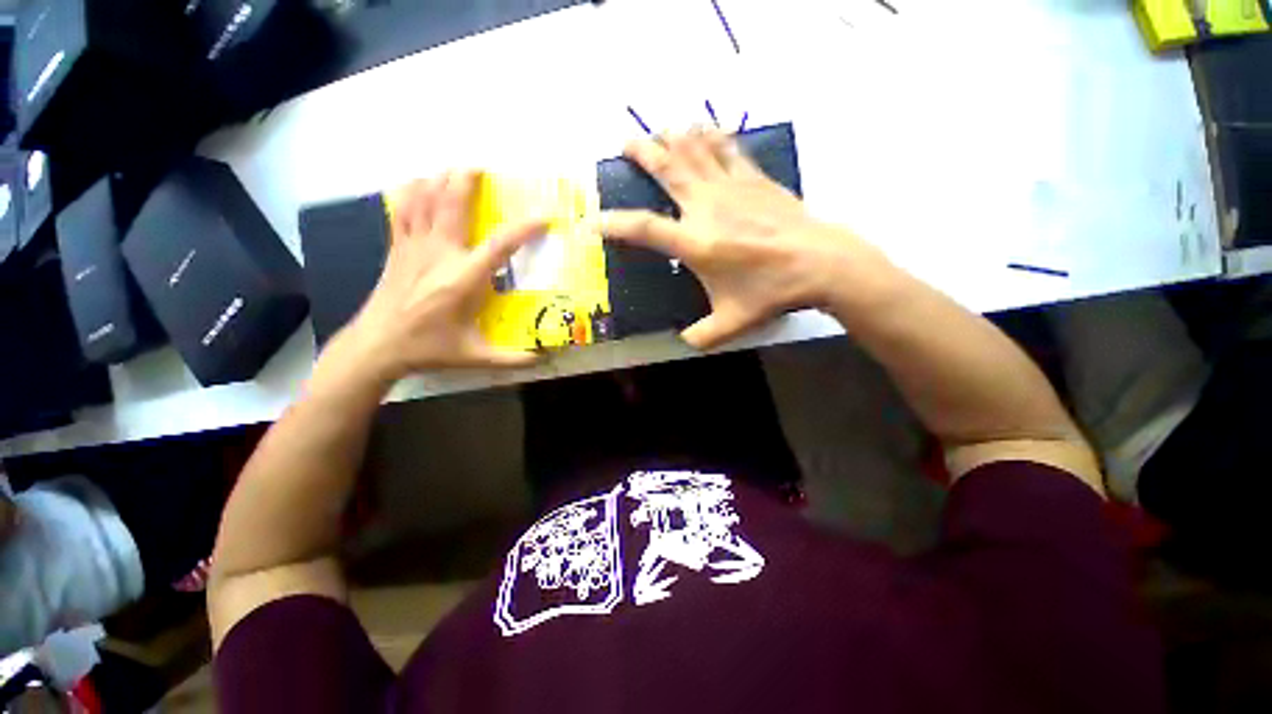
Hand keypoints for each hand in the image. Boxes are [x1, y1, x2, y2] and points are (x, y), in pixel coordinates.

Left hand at [336, 170, 544, 379]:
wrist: (377, 345)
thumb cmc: (430, 348)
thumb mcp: (476, 357)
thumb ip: (513, 358)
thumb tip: (545, 357)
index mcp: (463, 279)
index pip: (499, 246)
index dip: (524, 229)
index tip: (544, 217)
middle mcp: (438, 255)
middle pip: (452, 205)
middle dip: (467, 181)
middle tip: (482, 168)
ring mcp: (413, 247)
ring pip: (424, 200)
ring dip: (439, 180)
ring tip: (454, 169)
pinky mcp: (396, 248)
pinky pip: (401, 210)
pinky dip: (410, 192)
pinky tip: (417, 183)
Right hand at [601, 128, 889, 349]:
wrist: (820, 263)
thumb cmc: (771, 292)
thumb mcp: (731, 323)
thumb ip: (702, 336)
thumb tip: (684, 342)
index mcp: (695, 242)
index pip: (644, 228)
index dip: (614, 224)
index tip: (593, 222)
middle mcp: (707, 206)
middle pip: (666, 169)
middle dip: (641, 153)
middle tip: (625, 145)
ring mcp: (731, 187)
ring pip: (694, 150)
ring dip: (672, 137)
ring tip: (659, 131)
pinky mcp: (754, 178)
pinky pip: (726, 149)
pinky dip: (710, 136)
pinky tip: (703, 129)